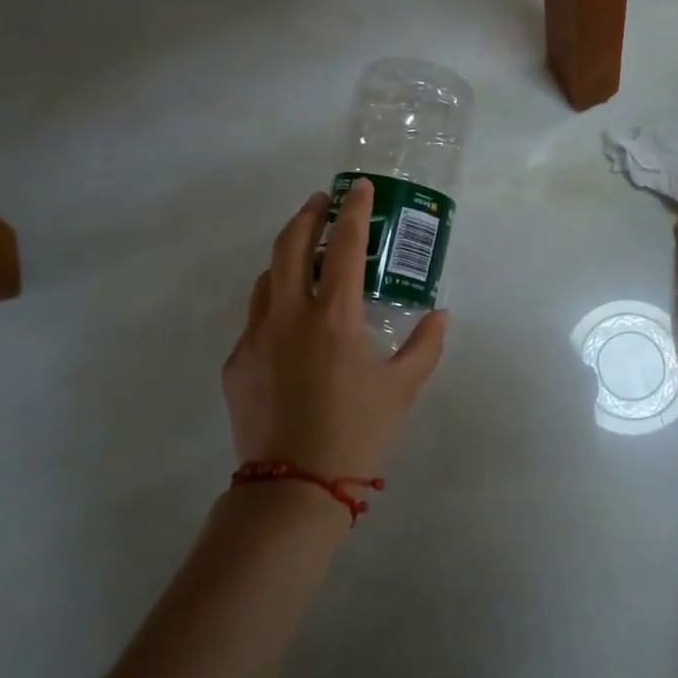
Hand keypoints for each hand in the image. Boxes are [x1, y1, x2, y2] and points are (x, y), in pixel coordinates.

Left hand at [222, 180, 449, 485]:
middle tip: (320, 202)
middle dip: (307, 215)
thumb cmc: (357, 434)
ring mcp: (256, 337)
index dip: (352, 209)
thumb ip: (425, 346)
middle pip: (291, 245)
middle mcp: (289, 315)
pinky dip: (274, 302)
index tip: (358, 187)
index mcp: (334, 316)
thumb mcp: (402, 389)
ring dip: (286, 255)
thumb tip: (440, 316)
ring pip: (266, 277)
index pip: (344, 245)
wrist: (293, 489)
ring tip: (304, 254)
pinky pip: (255, 318)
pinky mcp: (237, 362)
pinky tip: (289, 321)